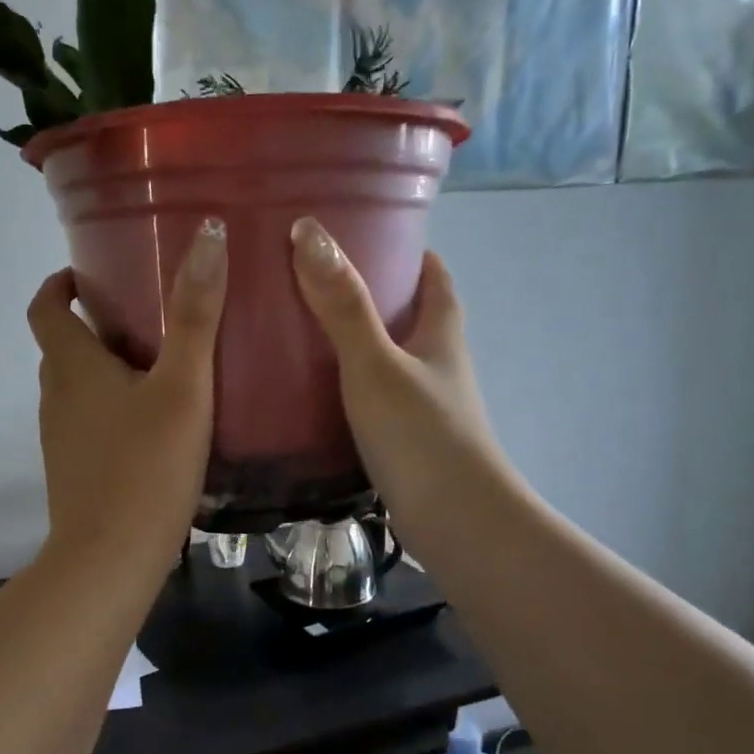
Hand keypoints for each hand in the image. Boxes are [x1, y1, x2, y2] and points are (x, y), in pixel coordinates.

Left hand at [28, 219, 227, 575]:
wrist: (109, 559)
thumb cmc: (146, 467)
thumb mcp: (182, 387)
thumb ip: (194, 315)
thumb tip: (206, 234)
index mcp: (72, 366)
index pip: (45, 307)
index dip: (61, 283)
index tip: (92, 273)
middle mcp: (56, 396)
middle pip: (63, 345)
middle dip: (94, 322)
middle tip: (146, 313)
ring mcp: (61, 437)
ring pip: (77, 386)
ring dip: (104, 367)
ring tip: (159, 363)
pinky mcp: (73, 470)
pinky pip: (87, 421)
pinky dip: (110, 406)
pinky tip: (154, 422)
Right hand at [289, 217, 515, 543]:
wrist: (454, 521)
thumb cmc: (421, 434)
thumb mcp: (375, 363)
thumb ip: (343, 306)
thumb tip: (309, 233)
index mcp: (441, 333)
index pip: (434, 275)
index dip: (408, 251)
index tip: (366, 234)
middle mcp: (437, 364)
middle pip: (408, 314)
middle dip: (370, 293)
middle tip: (313, 280)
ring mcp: (422, 404)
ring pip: (387, 358)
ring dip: (353, 342)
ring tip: (298, 329)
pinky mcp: (403, 439)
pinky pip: (370, 396)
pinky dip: (345, 385)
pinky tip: (308, 391)